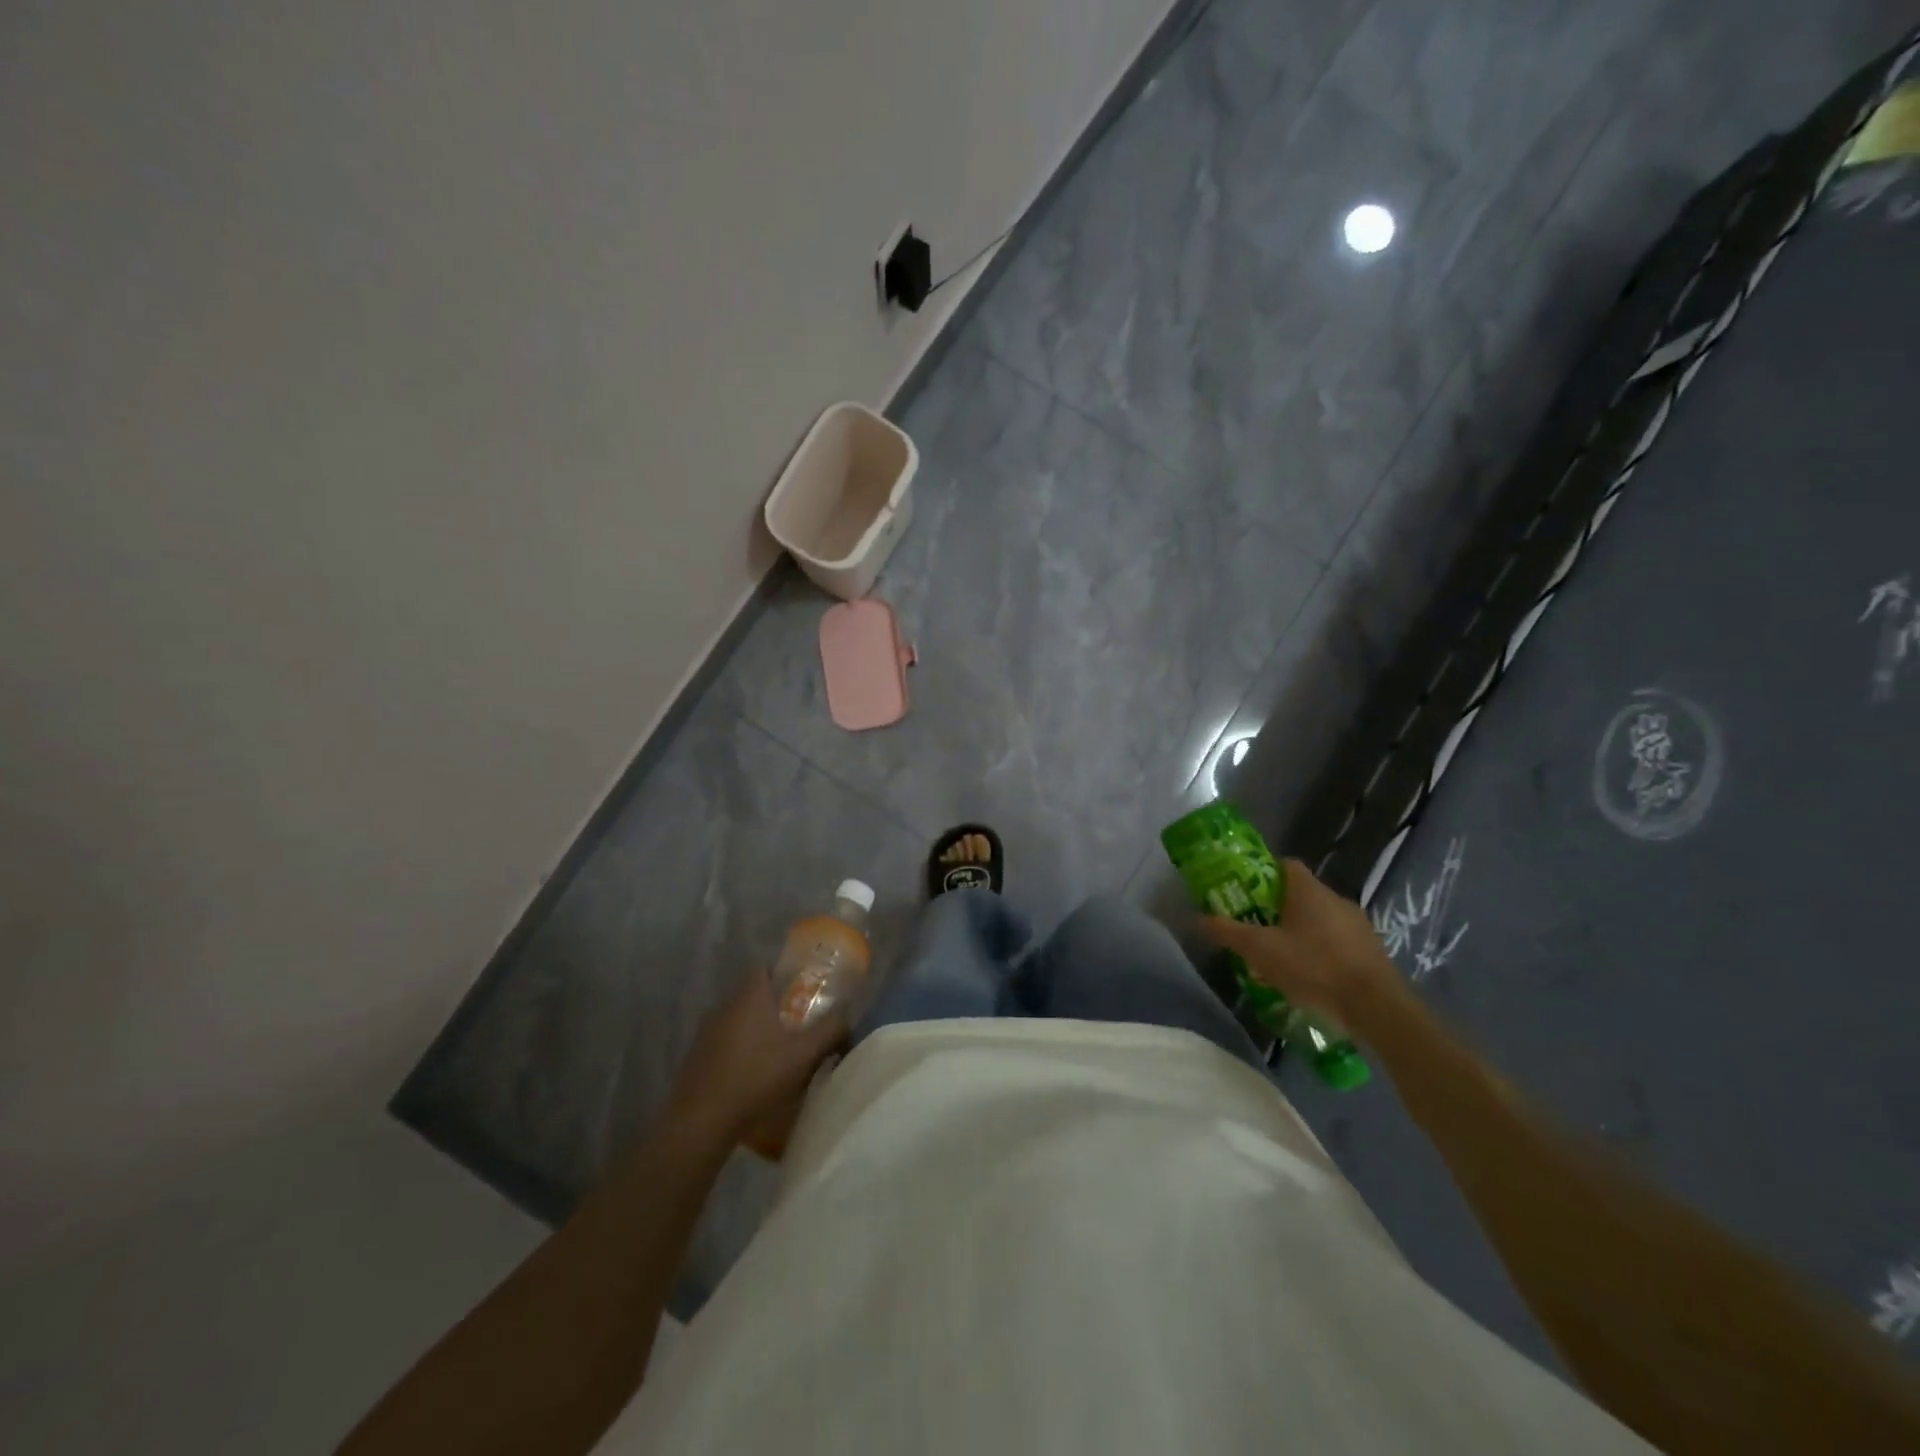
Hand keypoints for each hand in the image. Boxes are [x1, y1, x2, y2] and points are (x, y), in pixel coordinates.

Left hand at [667, 968, 849, 1144]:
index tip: (801, 990)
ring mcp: (706, 1031)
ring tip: (777, 1051)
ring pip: (737, 1019)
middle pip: (752, 994)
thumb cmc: (756, 1077)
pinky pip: (723, 1042)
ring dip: (755, 1029)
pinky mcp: (696, 1057)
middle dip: (773, 1005)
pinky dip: (738, 1050)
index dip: (782, 974)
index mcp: (749, 996)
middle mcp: (725, 1006)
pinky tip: (752, 1073)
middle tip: (797, 1022)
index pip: (763, 967)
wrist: (701, 1120)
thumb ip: (829, 1030)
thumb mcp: (802, 1055)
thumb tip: (849, 1013)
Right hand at [1203, 858, 1404, 1027]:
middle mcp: (1336, 899)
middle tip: (1257, 927)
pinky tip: (1309, 976)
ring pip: (1320, 919)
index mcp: (1309, 890)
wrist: (1375, 1006)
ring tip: (1281, 956)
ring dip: (1301, 932)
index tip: (1246, 890)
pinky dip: (1321, 951)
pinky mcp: (1371, 950)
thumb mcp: (1260, 950)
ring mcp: (1357, 924)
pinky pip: (1337, 941)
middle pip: (1301, 893)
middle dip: (1277, 908)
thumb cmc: (1313, 966)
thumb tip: (1199, 918)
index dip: (1264, 873)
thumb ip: (1229, 932)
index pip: (1285, 865)